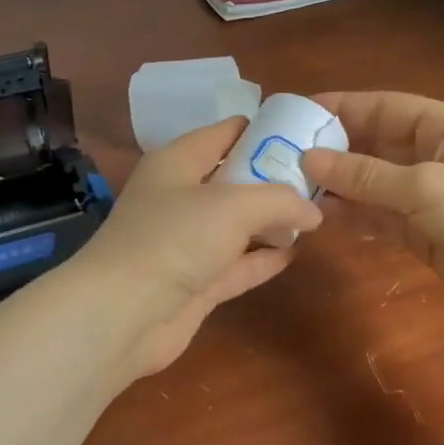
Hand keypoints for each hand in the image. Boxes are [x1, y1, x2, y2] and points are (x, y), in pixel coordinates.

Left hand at [72, 117, 321, 377]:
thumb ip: (280, 200)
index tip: (304, 134)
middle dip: (274, 179)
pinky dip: (262, 258)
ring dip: (271, 221)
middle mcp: (180, 198)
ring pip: (237, 225)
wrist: (123, 315)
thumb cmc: (174, 239)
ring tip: (316, 215)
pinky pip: (236, 264)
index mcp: (177, 162)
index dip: (263, 130)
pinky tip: (294, 253)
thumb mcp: (234, 205)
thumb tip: (315, 211)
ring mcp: (186, 243)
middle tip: (320, 179)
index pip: (224, 133)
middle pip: (234, 180)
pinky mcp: (195, 283)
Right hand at [303, 91, 443, 322]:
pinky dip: (353, 216)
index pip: (384, 107)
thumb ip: (365, 175)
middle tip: (284, 154)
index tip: (297, 112)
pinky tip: (320, 217)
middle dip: (334, 150)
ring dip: (338, 186)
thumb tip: (309, 160)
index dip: (341, 108)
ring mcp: (428, 194)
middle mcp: (434, 155)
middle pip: (374, 144)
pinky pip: (380, 216)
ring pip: (373, 183)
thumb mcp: (424, 186)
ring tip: (293, 187)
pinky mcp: (423, 230)